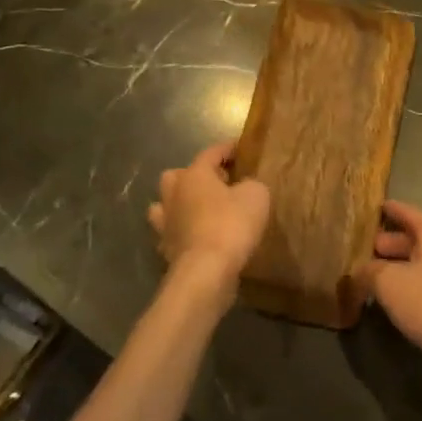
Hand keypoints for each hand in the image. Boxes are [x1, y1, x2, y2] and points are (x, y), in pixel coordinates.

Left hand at [147, 141, 269, 312]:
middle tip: (218, 183)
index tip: (240, 148)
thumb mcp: (256, 195)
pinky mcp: (166, 249)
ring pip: (166, 204)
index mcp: (194, 175)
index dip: (227, 149)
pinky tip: (197, 236)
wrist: (206, 272)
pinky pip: (172, 232)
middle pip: (178, 175)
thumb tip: (245, 186)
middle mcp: (174, 194)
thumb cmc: (231, 225)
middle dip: (195, 175)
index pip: (210, 153)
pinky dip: (183, 231)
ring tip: (202, 210)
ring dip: (181, 204)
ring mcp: (165, 223)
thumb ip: (251, 184)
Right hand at [358, 200, 421, 367]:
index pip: (410, 214)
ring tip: (368, 273)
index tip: (376, 205)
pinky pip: (421, 282)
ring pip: (416, 263)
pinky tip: (388, 297)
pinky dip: (403, 283)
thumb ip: (369, 271)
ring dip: (394, 265)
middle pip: (413, 239)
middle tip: (363, 247)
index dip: (392, 209)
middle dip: (388, 241)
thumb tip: (359, 271)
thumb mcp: (389, 282)